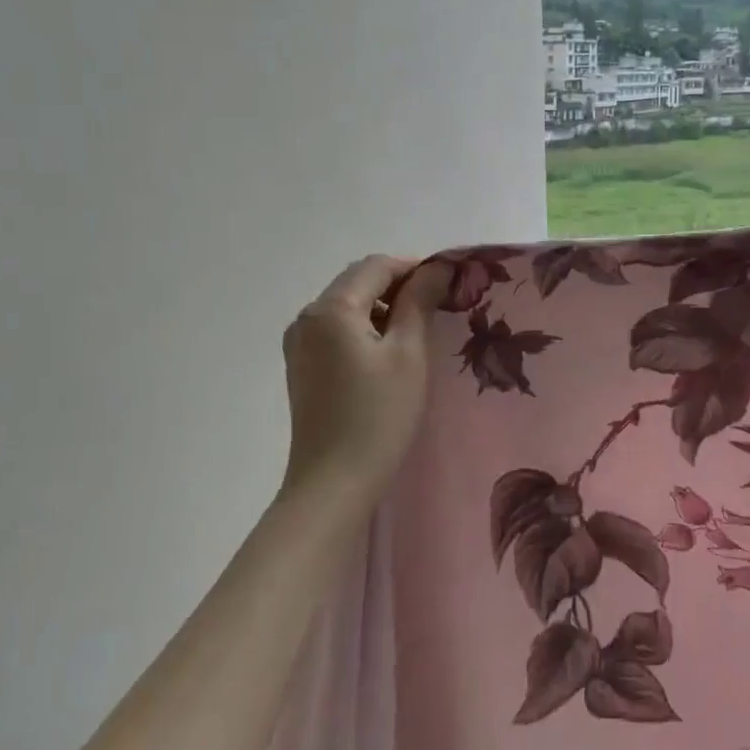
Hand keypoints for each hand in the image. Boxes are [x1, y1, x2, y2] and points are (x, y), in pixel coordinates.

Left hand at [281, 254, 447, 510]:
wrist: (334, 483)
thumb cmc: (378, 416)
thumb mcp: (408, 354)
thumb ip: (419, 302)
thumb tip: (437, 267)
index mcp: (330, 309)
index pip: (376, 266)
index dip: (415, 267)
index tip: (449, 284)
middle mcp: (306, 318)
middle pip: (358, 282)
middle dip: (399, 286)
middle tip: (439, 305)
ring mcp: (299, 344)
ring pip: (347, 306)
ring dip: (383, 307)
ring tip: (419, 330)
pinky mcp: (302, 367)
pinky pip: (337, 330)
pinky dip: (365, 328)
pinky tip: (389, 352)